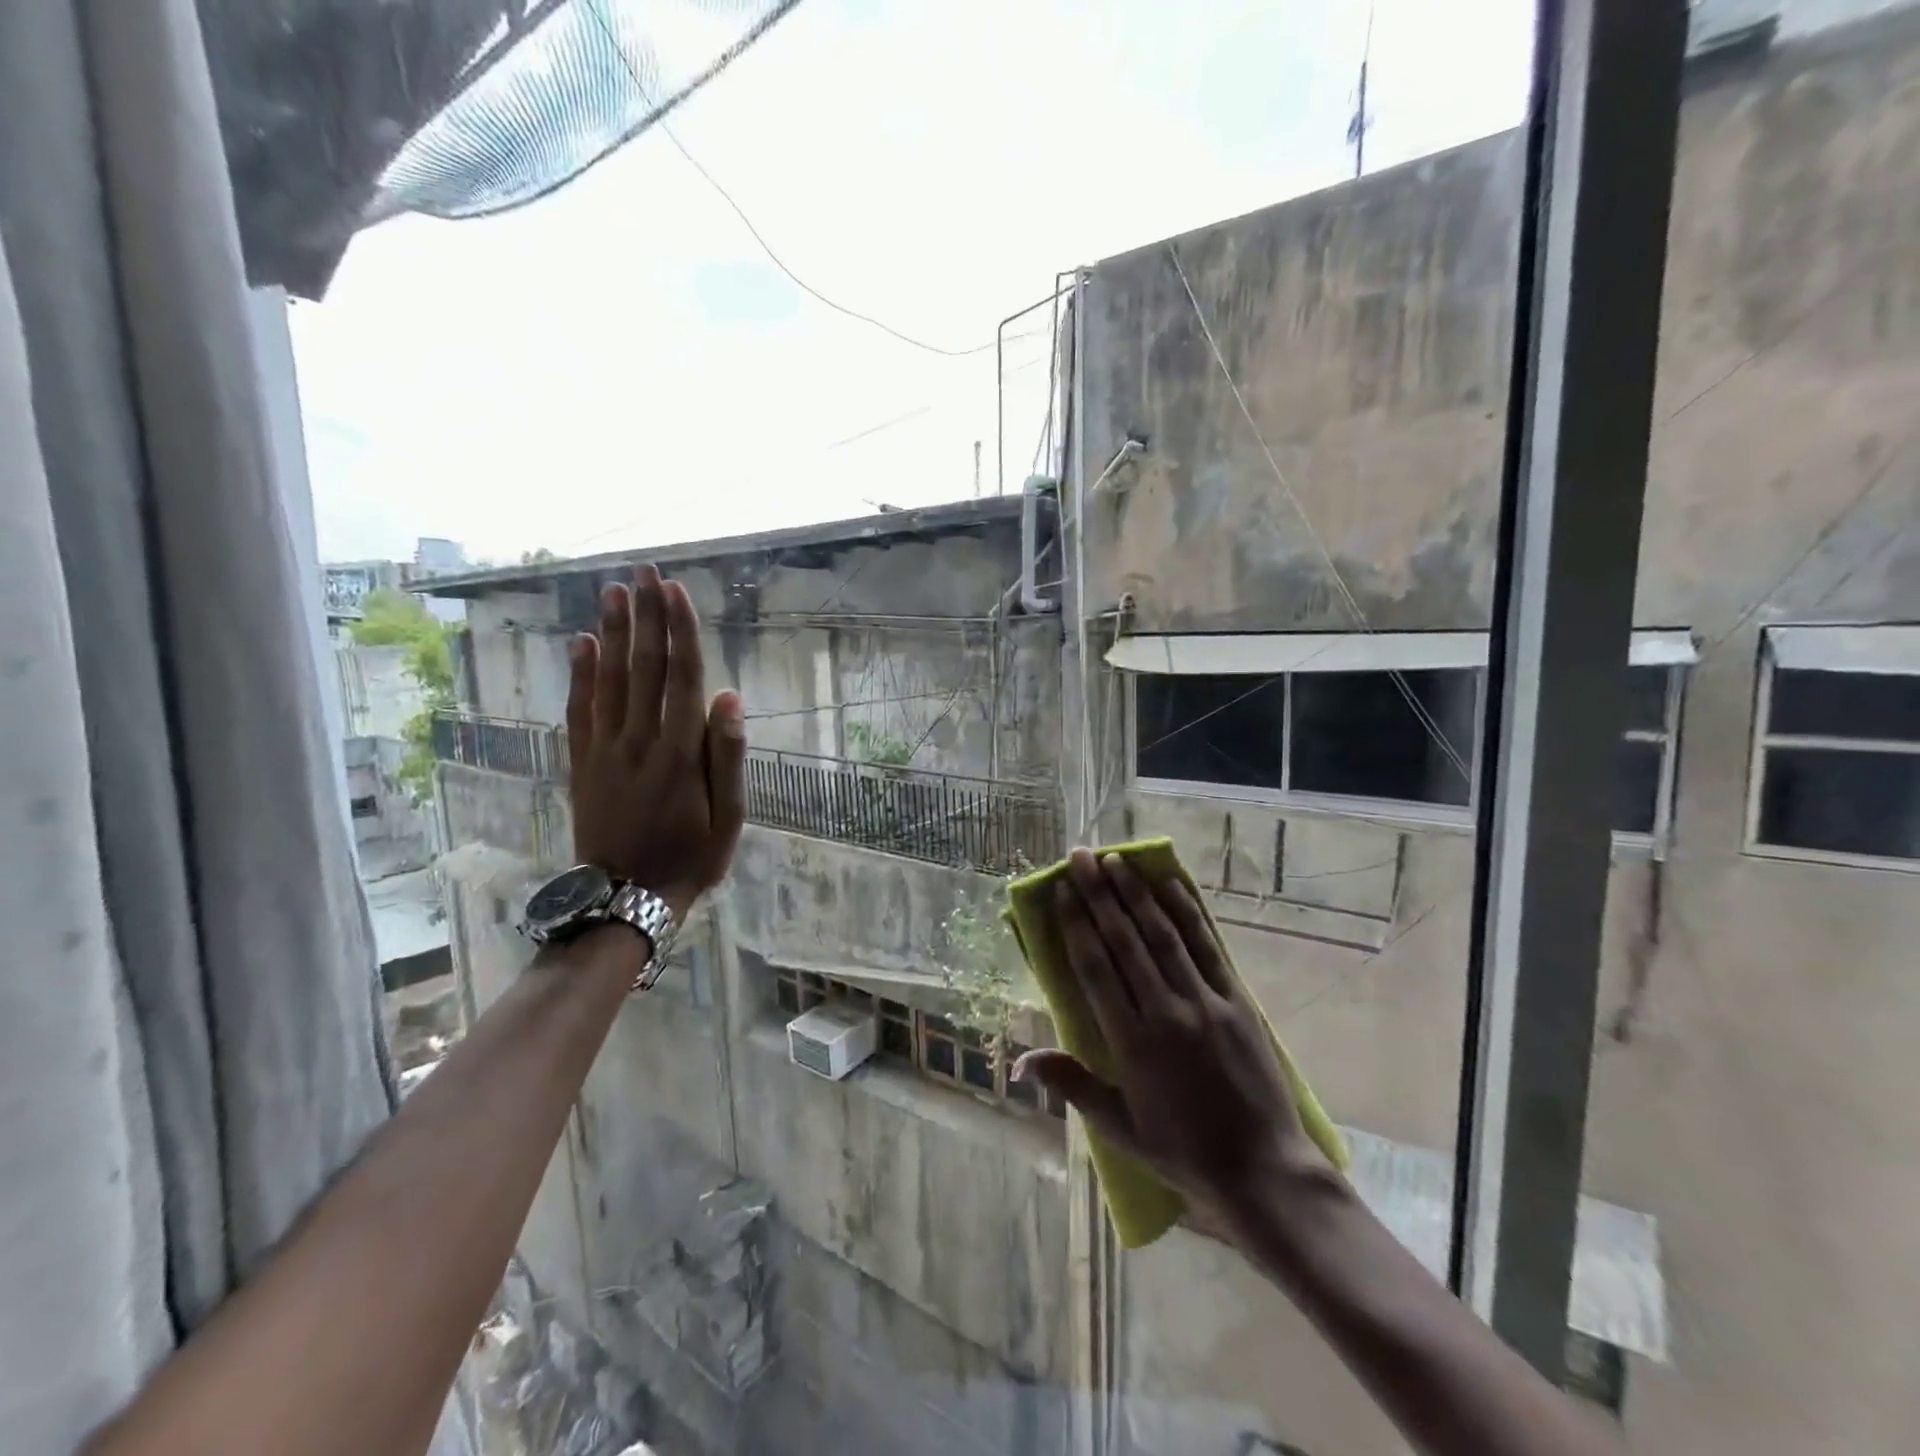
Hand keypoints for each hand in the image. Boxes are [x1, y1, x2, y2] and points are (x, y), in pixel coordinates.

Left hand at [565, 565, 746, 919]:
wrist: (626, 896)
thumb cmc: (690, 856)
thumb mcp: (729, 817)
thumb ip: (728, 755)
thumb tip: (730, 697)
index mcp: (680, 751)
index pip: (682, 676)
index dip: (680, 630)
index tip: (676, 590)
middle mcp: (639, 739)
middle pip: (643, 666)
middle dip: (645, 615)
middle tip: (645, 571)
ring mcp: (605, 749)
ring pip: (608, 679)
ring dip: (611, 632)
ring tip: (613, 591)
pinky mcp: (582, 762)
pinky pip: (579, 709)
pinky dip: (580, 674)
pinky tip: (581, 644)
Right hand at [1015, 848, 1334, 1234]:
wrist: (1263, 1171)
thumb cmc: (1183, 1152)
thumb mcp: (1119, 1127)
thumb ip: (1071, 1085)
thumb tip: (1020, 1061)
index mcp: (1131, 1043)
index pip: (1095, 969)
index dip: (1076, 924)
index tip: (1061, 890)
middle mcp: (1165, 1012)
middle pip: (1125, 941)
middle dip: (1099, 894)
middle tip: (1080, 857)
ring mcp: (1205, 1002)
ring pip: (1163, 935)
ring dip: (1136, 894)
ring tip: (1115, 860)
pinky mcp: (1238, 1000)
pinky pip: (1208, 947)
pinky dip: (1187, 913)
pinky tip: (1169, 886)